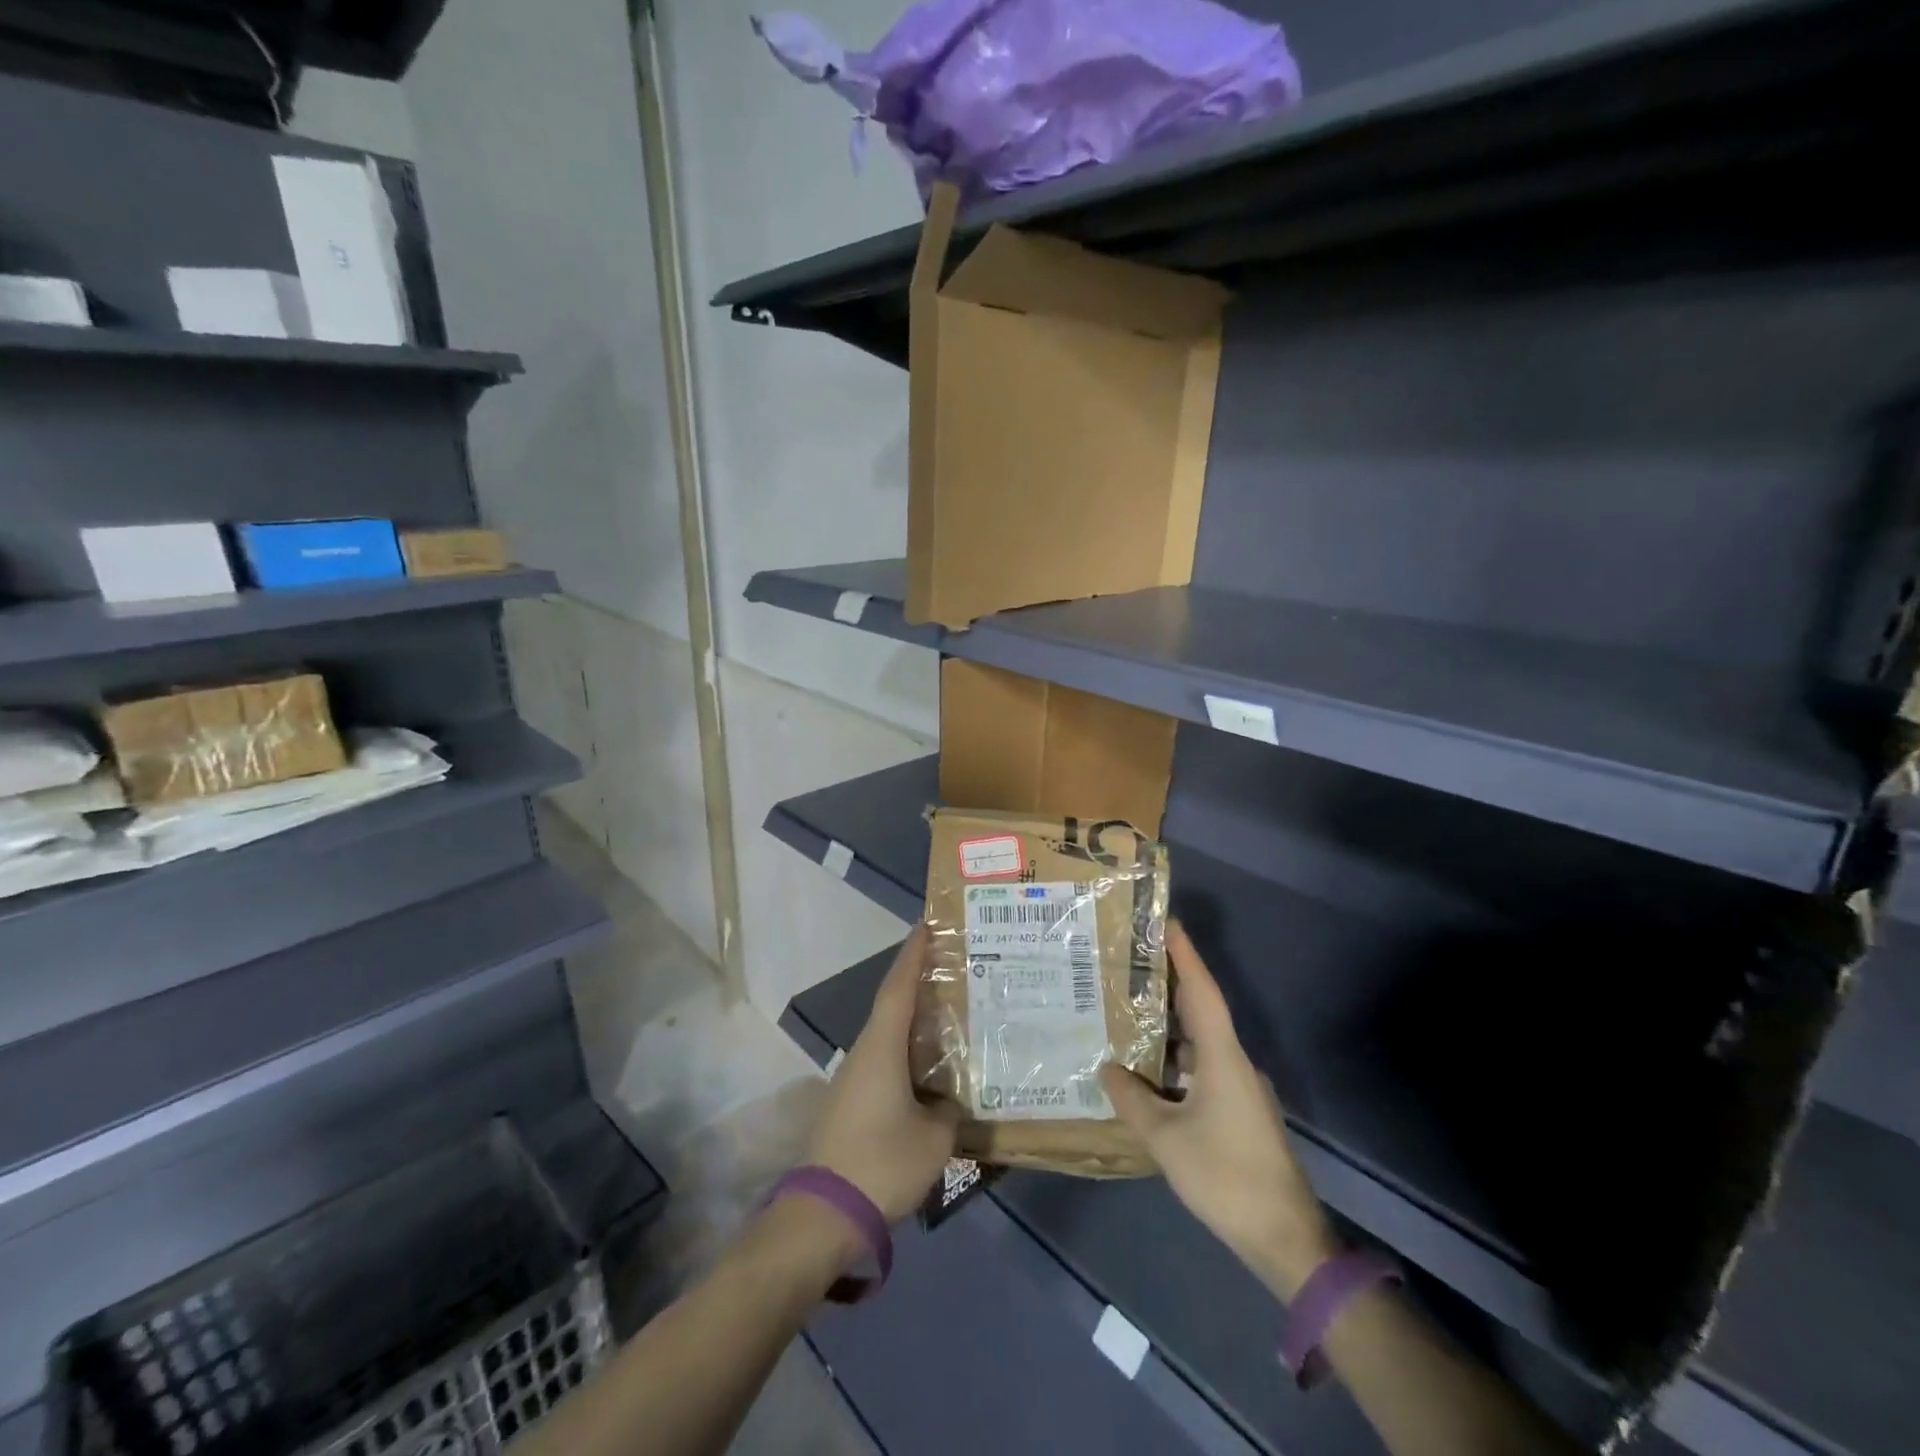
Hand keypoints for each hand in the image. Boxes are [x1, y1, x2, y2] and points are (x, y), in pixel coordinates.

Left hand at [805, 923, 961, 1223]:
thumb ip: (951, 1111)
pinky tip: (931, 1069)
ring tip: (951, 1016)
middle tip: (955, 969)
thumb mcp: (934, 1138)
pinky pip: (885, 1063)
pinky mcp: (851, 1104)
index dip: (914, 954)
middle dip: (921, 984)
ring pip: (889, 1037)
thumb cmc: (882, 1162)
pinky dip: (909, 1054)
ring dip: (916, 1023)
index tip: (928, 925)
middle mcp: (864, 1053)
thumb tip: (953, 1101)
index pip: (899, 987)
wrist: (823, 1215)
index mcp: (881, 1047)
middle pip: (893, 1006)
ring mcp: (853, 1079)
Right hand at [1100, 923, 1338, 1299]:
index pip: (1202, 992)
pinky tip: (1148, 1071)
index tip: (1167, 921)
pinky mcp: (1239, 1112)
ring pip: (1200, 1043)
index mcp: (1223, 1058)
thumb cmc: (1225, 1175)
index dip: (1185, 955)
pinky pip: (1202, 1069)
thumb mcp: (1166, 1138)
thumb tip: (1107, 1068)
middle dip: (1171, 982)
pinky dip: (1176, 1060)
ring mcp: (1240, 1089)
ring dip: (1169, 1027)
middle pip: (1201, 1010)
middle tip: (1133, 960)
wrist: (1285, 1237)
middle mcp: (1235, 1063)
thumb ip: (1132, 1099)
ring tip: (1129, 1012)